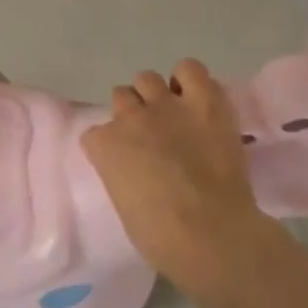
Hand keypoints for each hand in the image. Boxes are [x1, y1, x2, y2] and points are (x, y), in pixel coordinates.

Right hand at [83, 59, 275, 297]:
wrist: (212, 234)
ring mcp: (166, 106)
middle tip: (152, 137)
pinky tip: (196, 99)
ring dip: (156, 96)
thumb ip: (122, 176)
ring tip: (173, 115)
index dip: (112, 148)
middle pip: (121, 97)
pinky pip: (190, 69)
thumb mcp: (124, 206)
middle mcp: (130, 117)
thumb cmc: (162, 238)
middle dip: (133, 114)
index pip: (96, 135)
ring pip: (147, 78)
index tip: (126, 163)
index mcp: (104, 145)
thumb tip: (137, 173)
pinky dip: (189, 80)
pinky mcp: (204, 102)